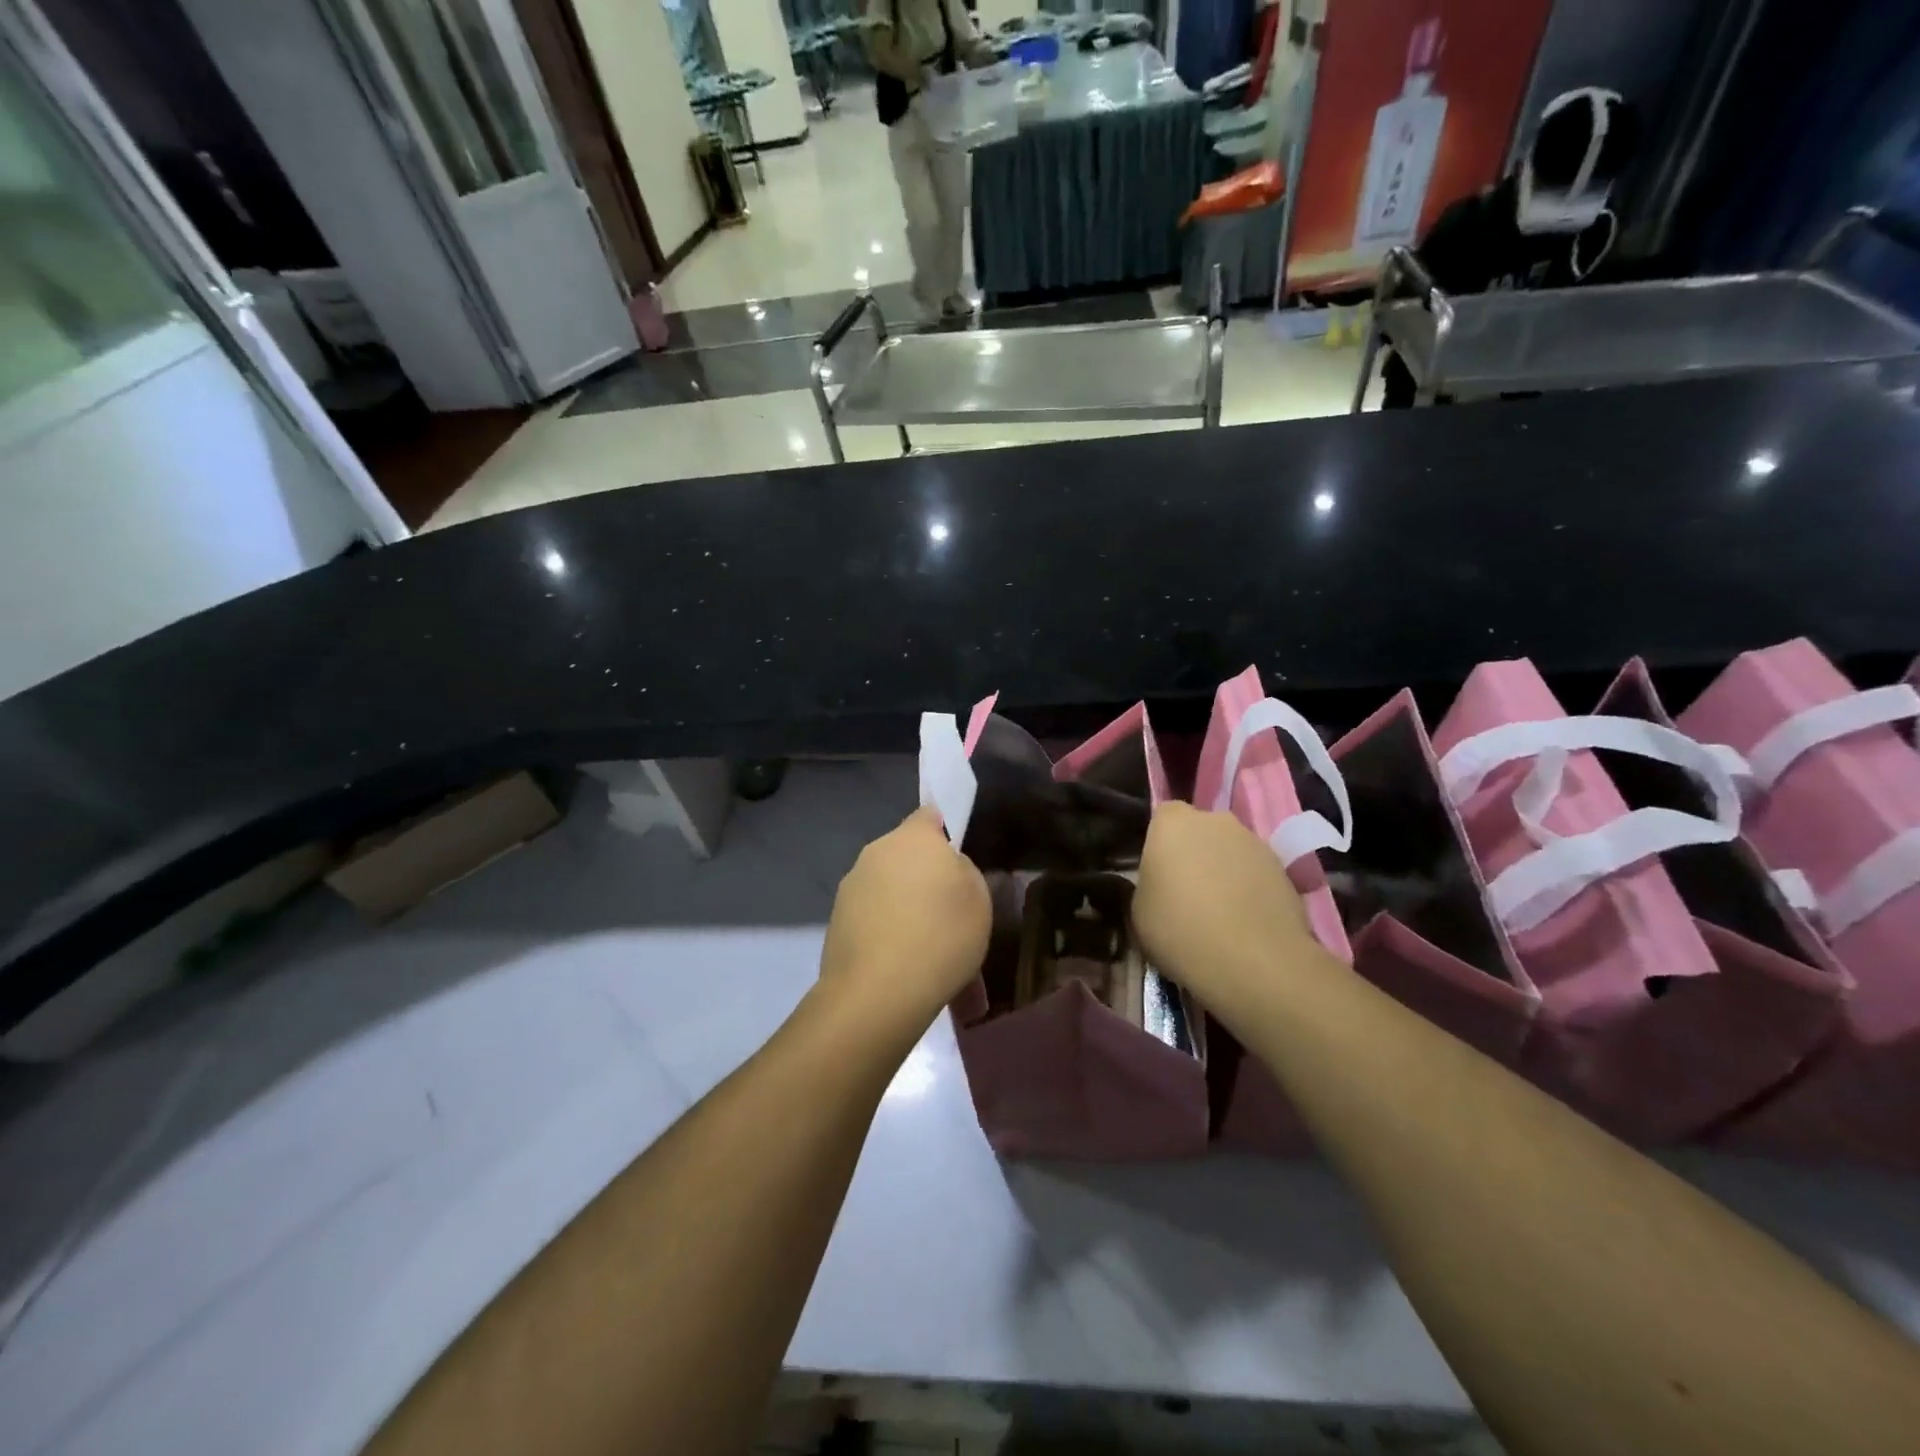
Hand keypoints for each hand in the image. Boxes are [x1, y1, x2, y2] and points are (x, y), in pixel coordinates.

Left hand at [818, 808, 991, 1032]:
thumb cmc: (941, 935)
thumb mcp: (978, 899)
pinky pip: (873, 920)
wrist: (878, 992)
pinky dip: (890, 937)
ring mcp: (851, 887)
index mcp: (914, 838)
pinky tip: (907, 971)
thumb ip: (963, 872)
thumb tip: (946, 868)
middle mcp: (877, 852)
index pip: (930, 815)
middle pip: (907, 856)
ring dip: (908, 912)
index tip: (956, 861)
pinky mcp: (836, 921)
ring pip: (890, 892)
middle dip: (925, 878)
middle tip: (949, 915)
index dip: (944, 832)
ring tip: (932, 956)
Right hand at [1131, 802, 1322, 1018]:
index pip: (1162, 817)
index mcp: (1172, 823)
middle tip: (1186, 892)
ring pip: (1230, 850)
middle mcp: (1215, 820)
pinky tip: (1245, 922)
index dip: (1160, 844)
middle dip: (1194, 853)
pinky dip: (1250, 889)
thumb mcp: (1139, 912)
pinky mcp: (1284, 868)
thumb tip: (1159, 885)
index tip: (1158, 873)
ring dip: (1224, 871)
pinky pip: (1255, 872)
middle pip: (1200, 830)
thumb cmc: (1181, 930)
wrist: (1256, 961)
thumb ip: (1147, 885)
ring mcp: (1254, 841)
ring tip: (1220, 913)